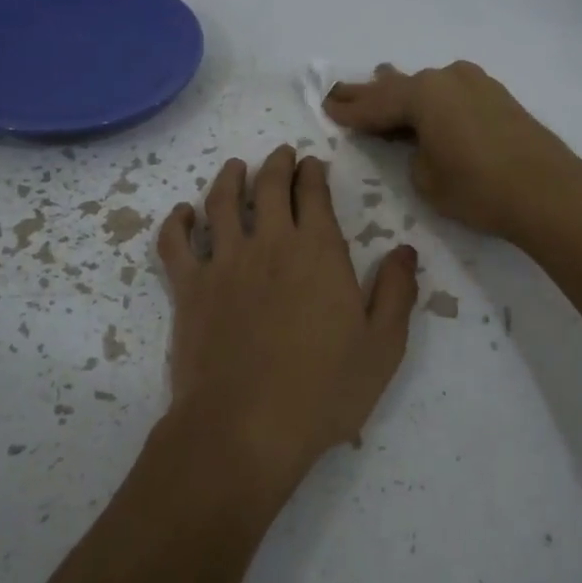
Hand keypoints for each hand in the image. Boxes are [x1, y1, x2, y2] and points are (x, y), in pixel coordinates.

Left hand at [155, 145, 419, 501]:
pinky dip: (177, 221)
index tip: (313, 163)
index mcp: (319, 252)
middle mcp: (270, 244)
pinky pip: (176, 242)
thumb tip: (405, 250)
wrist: (246, 428)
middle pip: (270, 186)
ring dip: (230, 178)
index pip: (314, 194)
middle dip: (277, 164)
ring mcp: (224, 263)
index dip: (313, 173)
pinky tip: (184, 213)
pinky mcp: (189, 288)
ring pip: (222, 202)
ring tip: (236, 167)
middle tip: (281, 155)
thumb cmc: (324, 390)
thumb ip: (397, 292)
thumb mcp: (383, 346)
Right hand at [323, 62, 581, 241]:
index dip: (350, 111)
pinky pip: (450, 92)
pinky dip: (432, 99)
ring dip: (403, 91)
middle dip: (369, 93)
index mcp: (423, 95)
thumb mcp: (427, 180)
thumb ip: (413, 155)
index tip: (326, 107)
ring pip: (427, 86)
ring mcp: (476, 83)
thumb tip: (423, 144)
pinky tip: (426, 101)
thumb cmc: (478, 188)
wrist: (549, 191)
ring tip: (380, 83)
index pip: (376, 105)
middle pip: (398, 87)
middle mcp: (447, 78)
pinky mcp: (497, 96)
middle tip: (340, 90)